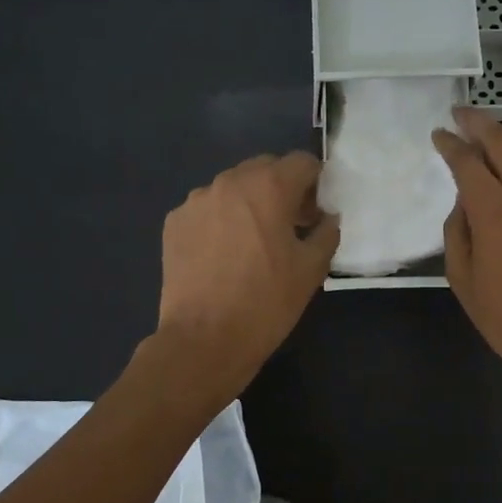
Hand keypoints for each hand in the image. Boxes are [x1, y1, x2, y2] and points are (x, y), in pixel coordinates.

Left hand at [155, 152, 340, 398]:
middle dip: (282, 189)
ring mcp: (196, 201)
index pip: (302, 162)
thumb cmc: (267, 302)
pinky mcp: (174, 222)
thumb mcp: (312, 269)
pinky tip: (224, 255)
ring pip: (233, 188)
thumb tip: (327, 218)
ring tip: (253, 243)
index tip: (316, 212)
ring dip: (249, 204)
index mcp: (268, 186)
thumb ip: (326, 232)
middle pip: (265, 169)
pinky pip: (207, 210)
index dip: (316, 183)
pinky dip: (221, 221)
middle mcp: (229, 182)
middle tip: (289, 226)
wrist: (204, 340)